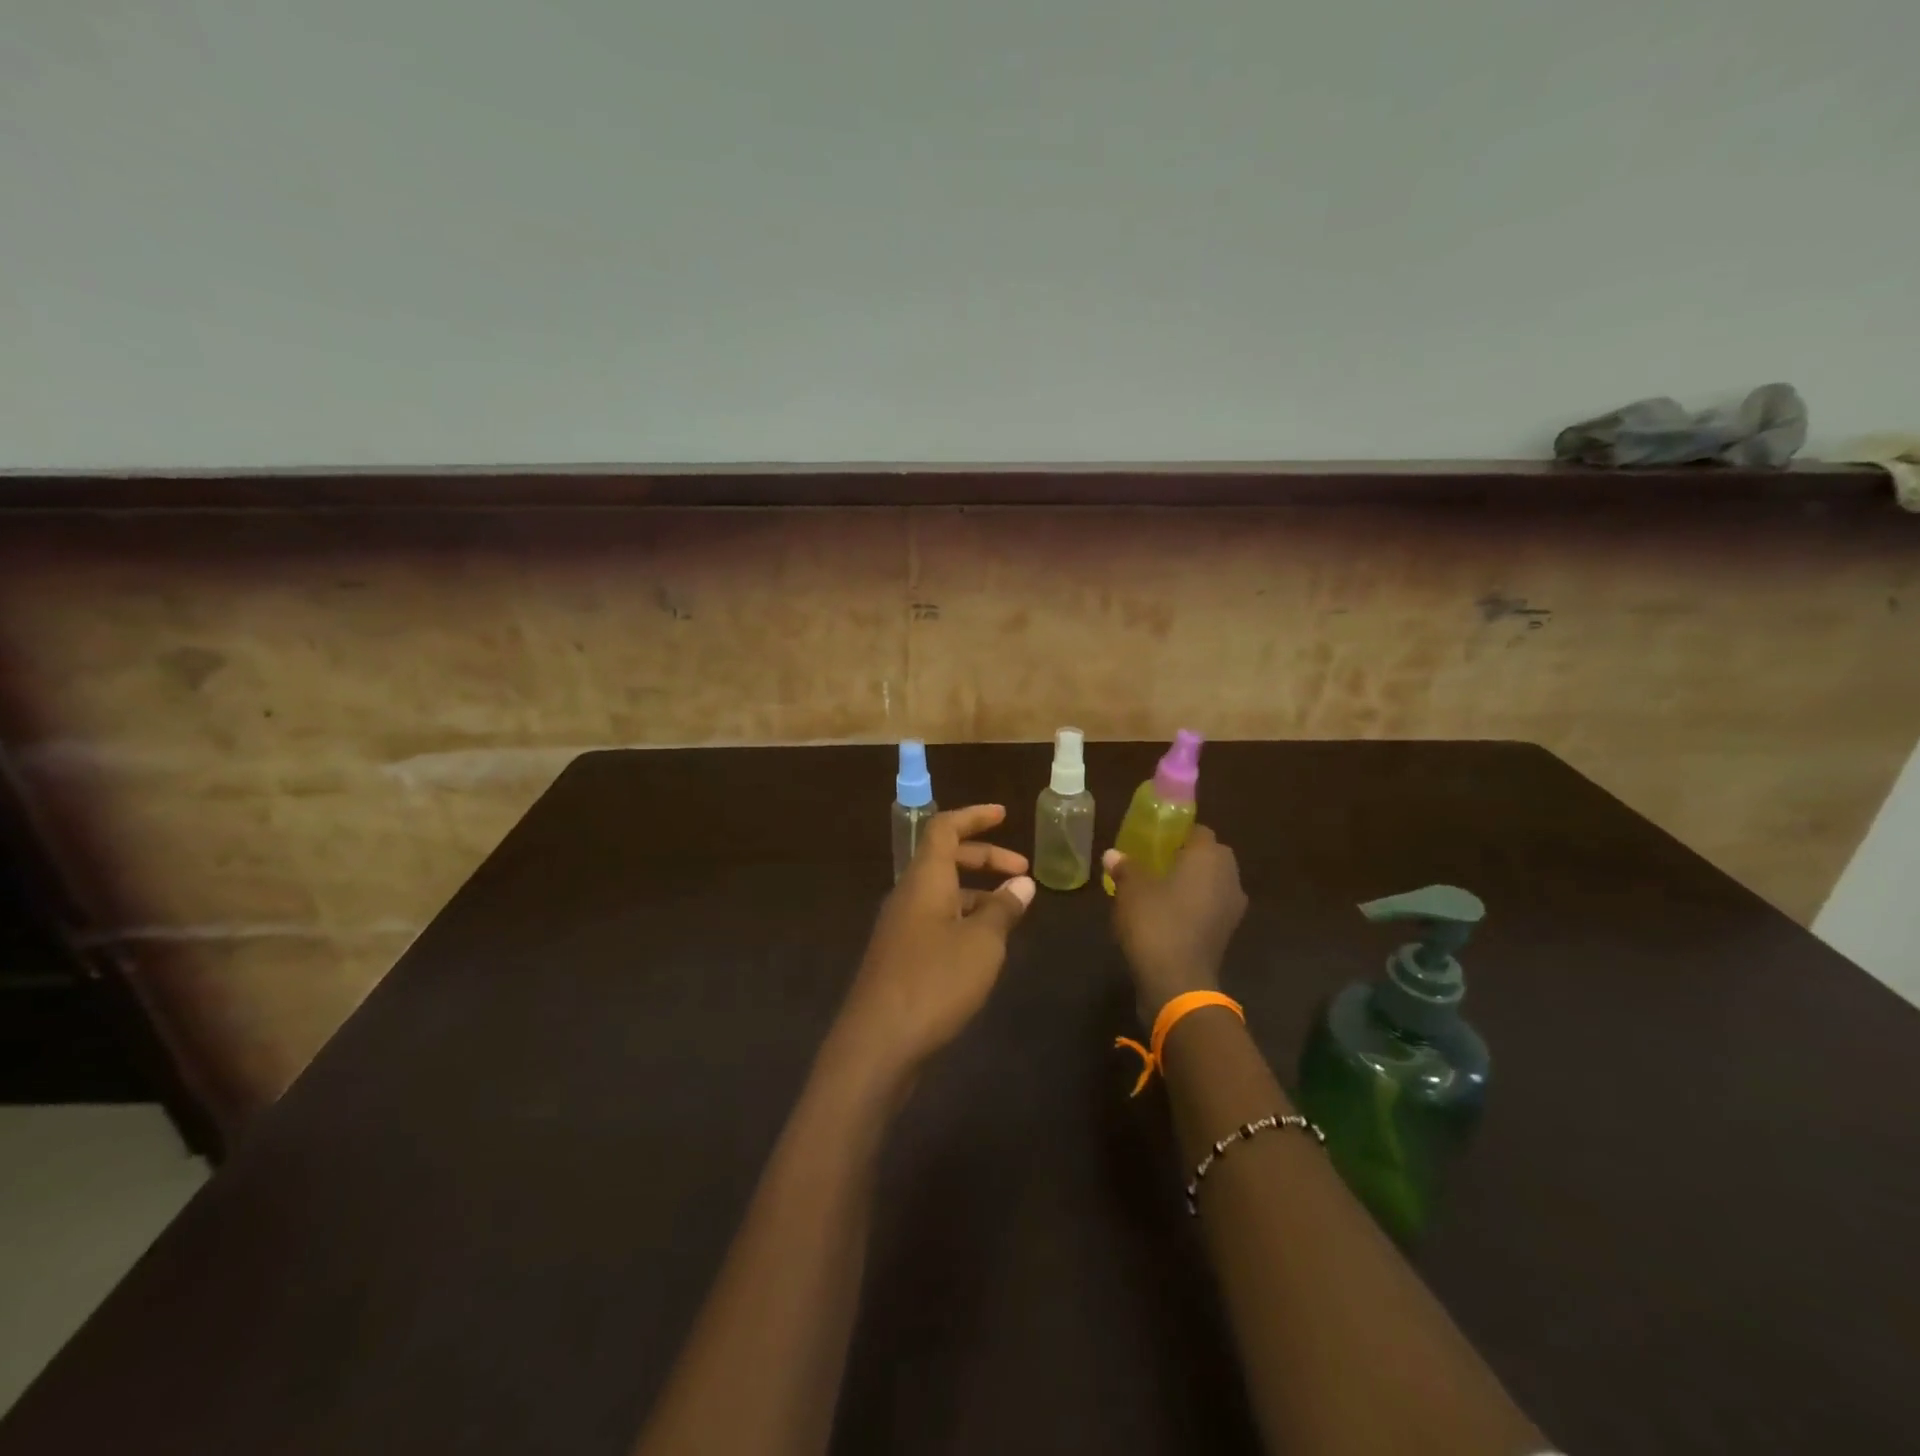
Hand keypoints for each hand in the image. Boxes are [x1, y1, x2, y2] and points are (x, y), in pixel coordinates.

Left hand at [832, 805, 1035, 1079]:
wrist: (877, 1043)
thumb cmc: (934, 982)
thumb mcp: (982, 944)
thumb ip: (1003, 910)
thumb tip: (1021, 885)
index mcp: (925, 880)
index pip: (945, 828)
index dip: (974, 817)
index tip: (1004, 814)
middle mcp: (908, 895)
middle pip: (945, 859)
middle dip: (985, 858)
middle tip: (1023, 872)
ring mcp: (900, 927)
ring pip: (942, 893)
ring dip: (977, 892)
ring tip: (1013, 912)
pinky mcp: (900, 957)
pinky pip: (936, 920)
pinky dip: (964, 919)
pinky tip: (985, 947)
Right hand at [1104, 825, 1247, 1023]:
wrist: (1177, 982)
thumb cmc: (1156, 922)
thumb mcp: (1131, 889)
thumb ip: (1125, 866)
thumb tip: (1113, 855)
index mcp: (1209, 857)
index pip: (1198, 831)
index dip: (1176, 832)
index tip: (1153, 839)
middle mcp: (1228, 877)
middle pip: (1208, 857)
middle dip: (1185, 857)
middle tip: (1152, 862)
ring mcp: (1231, 908)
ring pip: (1210, 884)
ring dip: (1190, 884)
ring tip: (1156, 889)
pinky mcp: (1225, 934)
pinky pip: (1208, 908)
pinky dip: (1192, 907)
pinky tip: (1165, 915)